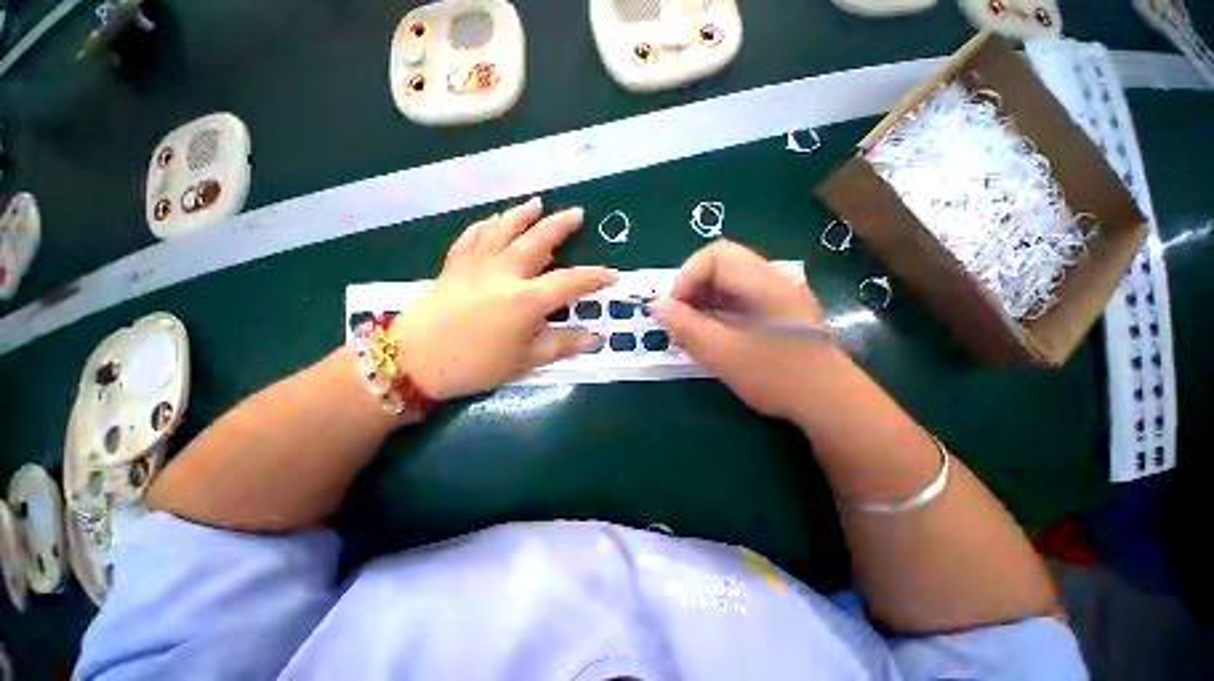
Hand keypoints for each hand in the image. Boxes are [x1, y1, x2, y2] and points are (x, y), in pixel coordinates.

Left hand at [389, 197, 614, 399]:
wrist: (413, 360)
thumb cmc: (475, 364)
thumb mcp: (525, 360)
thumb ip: (562, 344)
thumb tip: (596, 337)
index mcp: (526, 299)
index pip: (570, 281)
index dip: (594, 277)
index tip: (612, 274)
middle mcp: (505, 272)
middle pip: (538, 240)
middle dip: (560, 226)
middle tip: (577, 213)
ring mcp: (477, 264)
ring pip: (504, 229)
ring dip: (523, 215)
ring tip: (537, 203)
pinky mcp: (455, 265)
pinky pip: (473, 236)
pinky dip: (486, 225)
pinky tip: (493, 219)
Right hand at [651, 241, 845, 420]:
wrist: (830, 403)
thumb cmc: (776, 376)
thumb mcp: (722, 352)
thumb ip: (685, 326)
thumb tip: (656, 305)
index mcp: (763, 281)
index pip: (716, 254)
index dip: (687, 276)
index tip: (673, 308)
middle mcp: (772, 279)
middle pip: (720, 267)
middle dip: (692, 291)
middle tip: (678, 321)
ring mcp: (776, 296)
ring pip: (727, 285)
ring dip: (702, 303)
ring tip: (691, 331)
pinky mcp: (775, 312)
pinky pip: (737, 301)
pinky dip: (716, 313)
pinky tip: (711, 336)